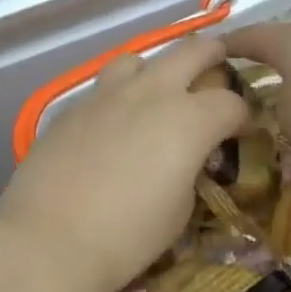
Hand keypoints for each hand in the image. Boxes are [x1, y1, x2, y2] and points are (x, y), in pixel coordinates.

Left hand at [0, 37, 247, 291]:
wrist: (49, 239)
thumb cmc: (126, 236)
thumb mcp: (179, 209)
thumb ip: (190, 170)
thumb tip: (187, 156)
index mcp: (189, 120)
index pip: (230, 102)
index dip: (242, 114)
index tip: (241, 129)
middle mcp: (150, 93)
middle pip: (190, 52)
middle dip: (211, 56)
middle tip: (218, 64)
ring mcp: (106, 95)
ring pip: (139, 59)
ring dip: (156, 68)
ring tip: (157, 90)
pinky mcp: (73, 107)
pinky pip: (103, 87)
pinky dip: (119, 95)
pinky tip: (113, 122)